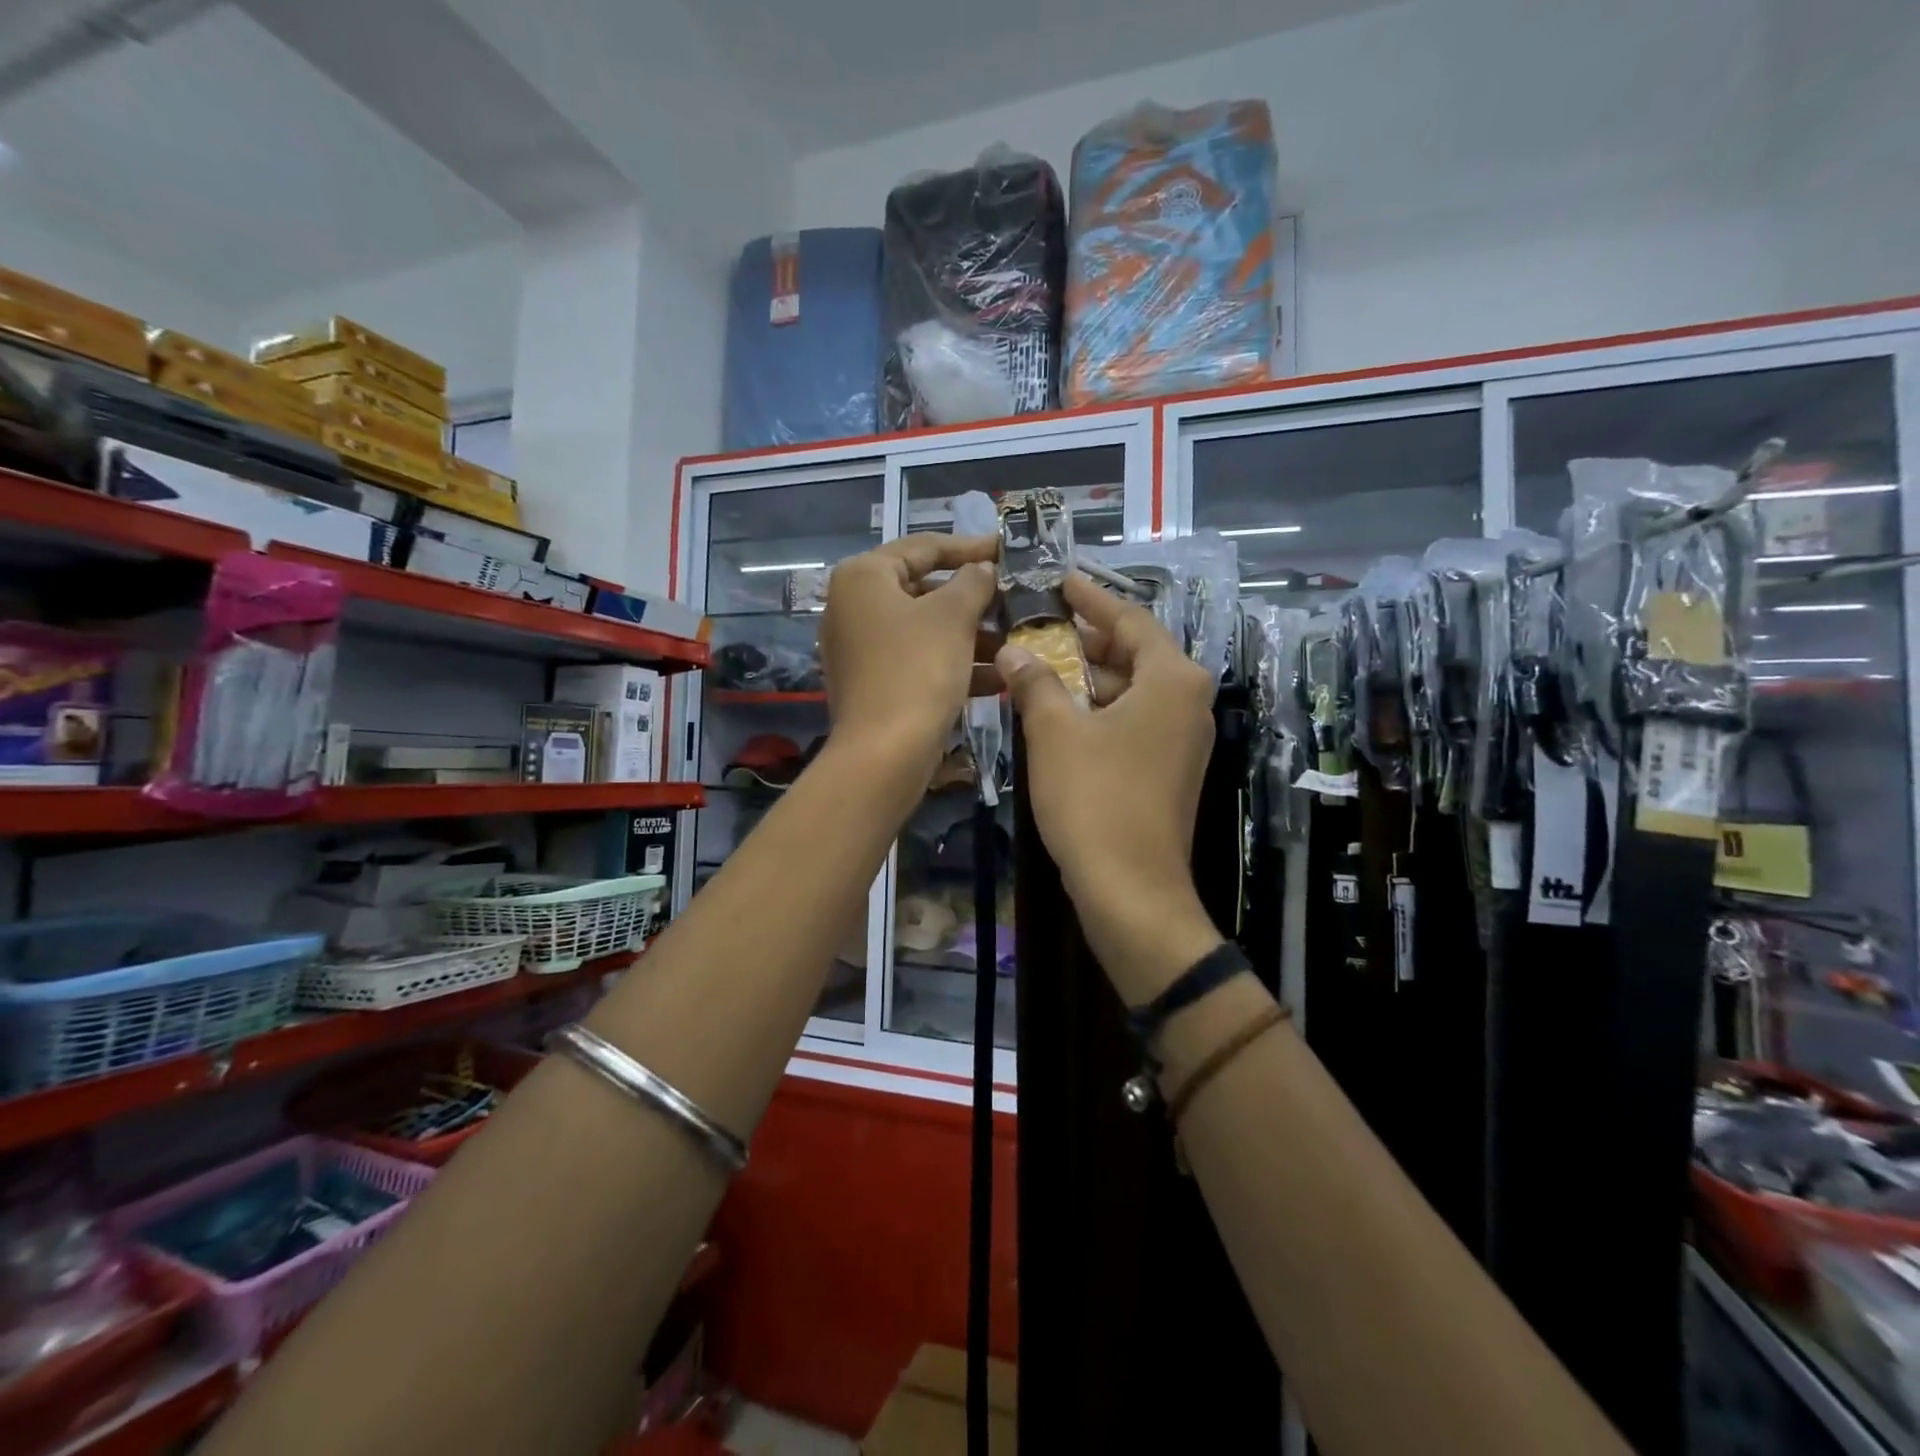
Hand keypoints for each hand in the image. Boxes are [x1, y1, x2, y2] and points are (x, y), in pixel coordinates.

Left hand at [820, 534, 998, 768]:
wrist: (884, 754)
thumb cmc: (917, 670)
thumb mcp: (953, 616)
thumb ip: (973, 582)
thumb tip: (981, 570)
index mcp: (863, 577)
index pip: (924, 547)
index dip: (970, 547)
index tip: (1007, 551)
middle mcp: (853, 607)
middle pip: (924, 589)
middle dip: (973, 599)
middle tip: (1013, 601)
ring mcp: (860, 648)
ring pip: (925, 630)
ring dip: (970, 635)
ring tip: (1014, 642)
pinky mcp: (872, 683)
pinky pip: (918, 661)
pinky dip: (953, 664)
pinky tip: (997, 678)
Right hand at [997, 573, 1221, 1001]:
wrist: (1131, 889)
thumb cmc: (1094, 798)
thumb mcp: (1055, 732)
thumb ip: (1035, 681)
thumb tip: (1015, 651)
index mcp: (1173, 680)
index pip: (1130, 620)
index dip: (1091, 599)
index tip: (1060, 581)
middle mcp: (1189, 702)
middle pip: (1133, 655)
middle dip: (1084, 642)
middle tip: (1037, 627)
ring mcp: (1183, 740)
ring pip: (1130, 692)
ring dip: (1085, 680)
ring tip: (1036, 668)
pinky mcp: (1169, 771)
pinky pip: (1132, 722)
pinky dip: (1097, 712)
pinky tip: (1056, 714)